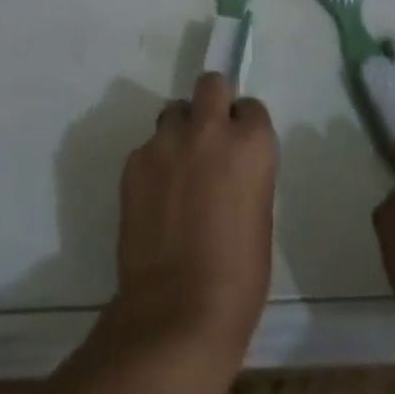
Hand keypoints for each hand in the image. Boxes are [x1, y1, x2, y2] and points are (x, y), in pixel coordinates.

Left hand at [99, 72, 276, 393]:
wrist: (178, 309)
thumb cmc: (238, 276)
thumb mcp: (260, 215)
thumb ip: (245, 174)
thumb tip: (228, 167)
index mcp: (250, 145)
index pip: (251, 107)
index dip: (245, 125)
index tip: (240, 146)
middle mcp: (208, 130)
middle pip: (209, 84)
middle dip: (211, 102)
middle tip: (209, 137)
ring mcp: (166, 142)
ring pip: (173, 112)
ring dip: (180, 131)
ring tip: (178, 169)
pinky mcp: (134, 160)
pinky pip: (149, 147)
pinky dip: (155, 163)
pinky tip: (156, 198)